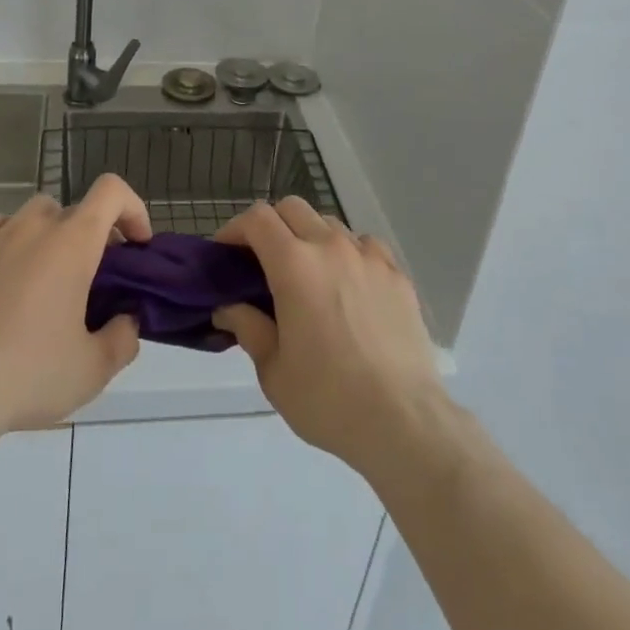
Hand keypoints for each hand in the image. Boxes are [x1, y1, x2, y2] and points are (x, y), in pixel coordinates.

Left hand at [0, 174, 149, 441]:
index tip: (136, 246)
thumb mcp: (93, 369)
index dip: (133, 209)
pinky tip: (8, 277)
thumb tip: (127, 321)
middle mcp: (35, 226)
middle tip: (94, 279)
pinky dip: (11, 241)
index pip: (111, 192)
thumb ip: (123, 338)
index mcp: (73, 241)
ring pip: (35, 215)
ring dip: (52, 235)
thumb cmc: (30, 373)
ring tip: (49, 279)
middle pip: (75, 210)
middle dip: (93, 236)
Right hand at [213, 198, 449, 479]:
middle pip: (292, 208)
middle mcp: (331, 247)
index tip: (226, 254)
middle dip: (270, 226)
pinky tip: (349, 286)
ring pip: (329, 224)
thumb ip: (247, 328)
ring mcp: (368, 256)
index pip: (257, 218)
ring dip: (310, 238)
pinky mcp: (397, 274)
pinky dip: (348, 253)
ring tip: (309, 276)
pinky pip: (364, 245)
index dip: (235, 229)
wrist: (404, 422)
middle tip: (263, 262)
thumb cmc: (328, 399)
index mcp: (294, 265)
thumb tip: (228, 308)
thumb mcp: (273, 371)